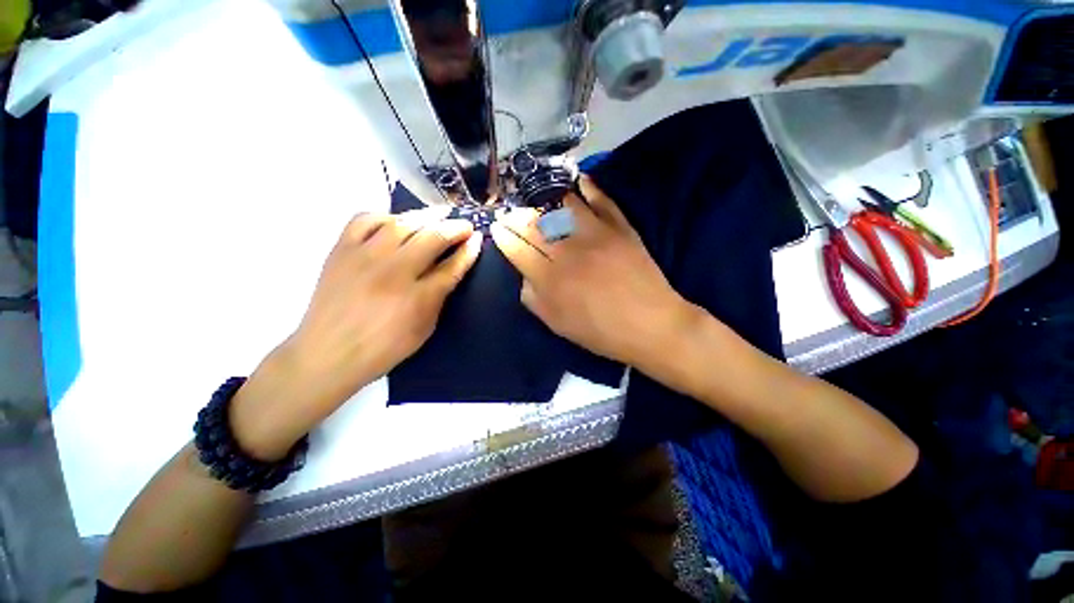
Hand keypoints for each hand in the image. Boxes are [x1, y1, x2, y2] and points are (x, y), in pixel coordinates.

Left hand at [232, 208, 481, 459]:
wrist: (327, 353)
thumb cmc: (383, 348)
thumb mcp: (423, 328)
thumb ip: (439, 296)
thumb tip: (451, 269)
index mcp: (418, 297)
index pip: (452, 266)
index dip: (468, 251)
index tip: (477, 240)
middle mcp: (394, 271)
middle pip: (432, 237)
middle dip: (454, 228)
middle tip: (464, 225)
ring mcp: (365, 256)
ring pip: (402, 222)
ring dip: (426, 215)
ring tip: (439, 214)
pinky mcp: (341, 250)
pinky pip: (365, 219)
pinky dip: (385, 216)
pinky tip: (396, 221)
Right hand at [490, 177, 697, 367]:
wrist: (651, 325)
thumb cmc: (601, 331)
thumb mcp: (557, 325)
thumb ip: (533, 298)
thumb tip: (525, 275)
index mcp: (550, 278)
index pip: (517, 248)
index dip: (503, 235)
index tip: (497, 227)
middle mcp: (568, 250)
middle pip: (534, 224)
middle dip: (516, 216)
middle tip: (509, 213)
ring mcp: (595, 234)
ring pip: (561, 206)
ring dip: (544, 200)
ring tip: (535, 200)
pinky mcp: (620, 227)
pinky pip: (600, 199)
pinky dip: (587, 186)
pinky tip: (577, 180)